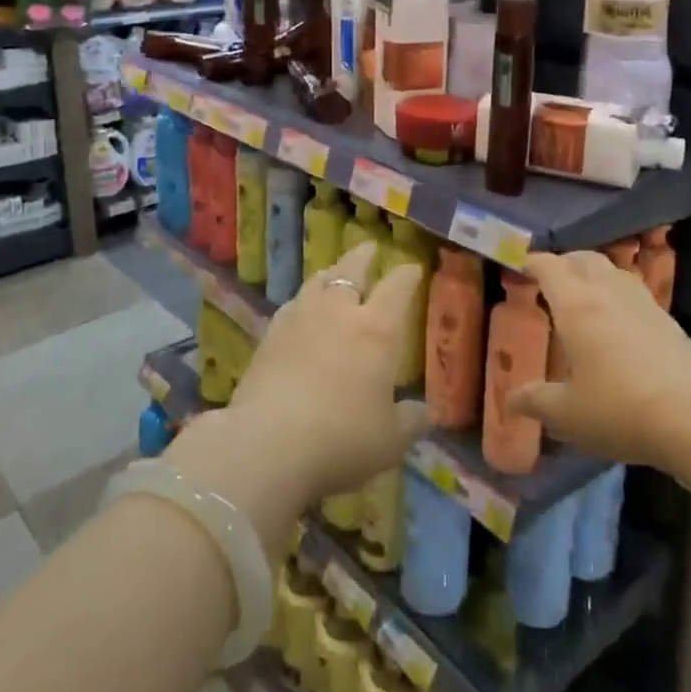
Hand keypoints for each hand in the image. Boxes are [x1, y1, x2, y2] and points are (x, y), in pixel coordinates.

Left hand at [224, 242, 428, 505]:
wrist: (267, 444)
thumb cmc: (342, 439)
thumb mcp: (389, 441)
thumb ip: (409, 422)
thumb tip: (423, 412)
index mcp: (377, 330)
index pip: (397, 288)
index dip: (407, 275)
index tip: (413, 268)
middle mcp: (339, 313)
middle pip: (352, 270)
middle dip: (363, 257)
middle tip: (370, 247)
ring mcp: (300, 320)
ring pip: (317, 282)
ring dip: (330, 273)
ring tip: (334, 273)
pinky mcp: (269, 336)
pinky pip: (291, 306)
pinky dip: (302, 301)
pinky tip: (300, 310)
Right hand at [508, 251, 690, 472]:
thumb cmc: (620, 409)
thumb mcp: (568, 414)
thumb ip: (536, 402)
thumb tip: (510, 400)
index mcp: (576, 304)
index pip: (548, 266)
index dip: (531, 263)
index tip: (520, 267)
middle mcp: (607, 291)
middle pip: (581, 258)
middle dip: (562, 263)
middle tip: (548, 281)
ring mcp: (641, 301)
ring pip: (610, 270)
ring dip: (591, 273)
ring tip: (582, 297)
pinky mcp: (666, 317)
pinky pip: (631, 288)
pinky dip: (615, 292)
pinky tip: (616, 321)